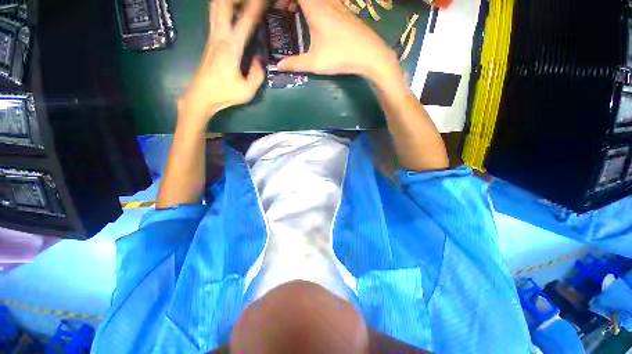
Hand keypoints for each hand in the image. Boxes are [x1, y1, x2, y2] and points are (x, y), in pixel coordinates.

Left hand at [178, 0, 265, 125]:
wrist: (200, 96)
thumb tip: (259, 59)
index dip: (256, 7)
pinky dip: (225, 8)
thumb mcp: (247, 91)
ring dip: (228, 1)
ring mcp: (212, 37)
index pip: (246, 21)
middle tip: (252, 1)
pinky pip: (216, 16)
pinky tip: (233, 10)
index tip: (264, 0)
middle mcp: (219, 37)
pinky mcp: (210, 41)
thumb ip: (257, 75)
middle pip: (223, 4)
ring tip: (242, 3)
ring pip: (216, 7)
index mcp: (231, 48)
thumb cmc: (224, 94)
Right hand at [277, 0, 401, 84]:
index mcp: (316, 8)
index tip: (279, 9)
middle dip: (292, 1)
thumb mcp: (315, 63)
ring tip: (296, 14)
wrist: (370, 55)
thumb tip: (278, 67)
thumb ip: (295, 64)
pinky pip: (326, 2)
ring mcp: (338, 5)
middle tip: (285, 12)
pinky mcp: (345, 11)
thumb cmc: (341, 57)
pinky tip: (315, 21)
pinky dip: (315, 6)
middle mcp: (326, 1)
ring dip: (304, 3)